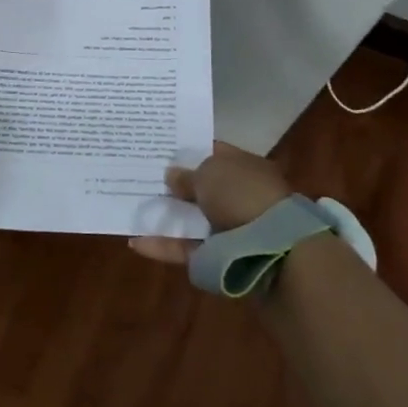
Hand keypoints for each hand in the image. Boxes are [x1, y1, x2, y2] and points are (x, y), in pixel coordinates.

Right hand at [130, 140, 294, 264]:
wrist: (272, 250)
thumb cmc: (242, 195)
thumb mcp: (210, 173)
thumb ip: (188, 174)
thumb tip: (172, 174)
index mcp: (246, 167)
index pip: (216, 153)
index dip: (190, 150)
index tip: (162, 149)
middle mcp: (240, 195)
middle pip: (204, 187)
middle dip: (176, 185)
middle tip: (143, 178)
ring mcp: (231, 228)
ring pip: (193, 219)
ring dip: (168, 216)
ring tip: (135, 208)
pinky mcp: (220, 257)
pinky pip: (186, 248)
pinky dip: (163, 245)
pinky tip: (135, 241)